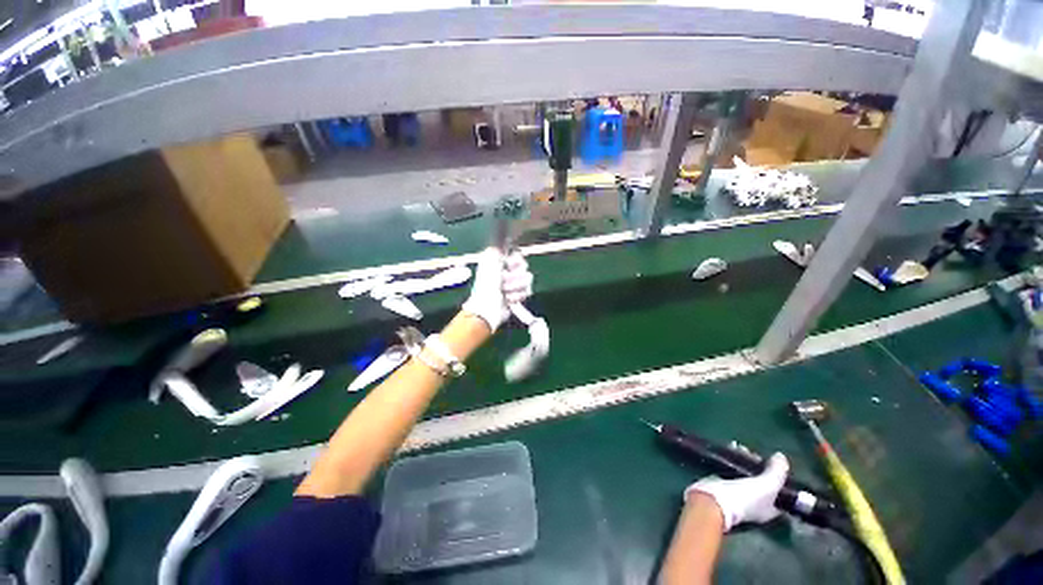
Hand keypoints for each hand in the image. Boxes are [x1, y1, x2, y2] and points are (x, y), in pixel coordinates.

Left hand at [462, 248, 533, 332]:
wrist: (487, 309)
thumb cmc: (486, 286)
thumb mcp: (489, 263)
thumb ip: (498, 250)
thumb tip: (504, 240)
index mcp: (499, 262)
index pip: (517, 255)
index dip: (516, 261)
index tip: (512, 265)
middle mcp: (507, 271)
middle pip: (524, 268)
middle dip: (515, 277)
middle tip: (504, 282)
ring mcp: (513, 284)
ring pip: (527, 280)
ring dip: (515, 288)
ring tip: (505, 293)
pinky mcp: (518, 295)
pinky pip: (527, 291)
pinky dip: (517, 296)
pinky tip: (509, 299)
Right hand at [684, 453, 788, 531]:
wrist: (715, 498)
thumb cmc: (746, 497)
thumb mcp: (768, 485)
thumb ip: (778, 471)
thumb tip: (781, 457)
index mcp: (770, 509)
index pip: (781, 495)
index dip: (781, 480)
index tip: (776, 464)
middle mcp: (756, 503)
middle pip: (762, 480)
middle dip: (759, 465)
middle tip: (753, 453)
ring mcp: (738, 493)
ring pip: (745, 473)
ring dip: (744, 459)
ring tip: (739, 448)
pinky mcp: (723, 482)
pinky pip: (731, 467)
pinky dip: (732, 458)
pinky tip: (730, 448)